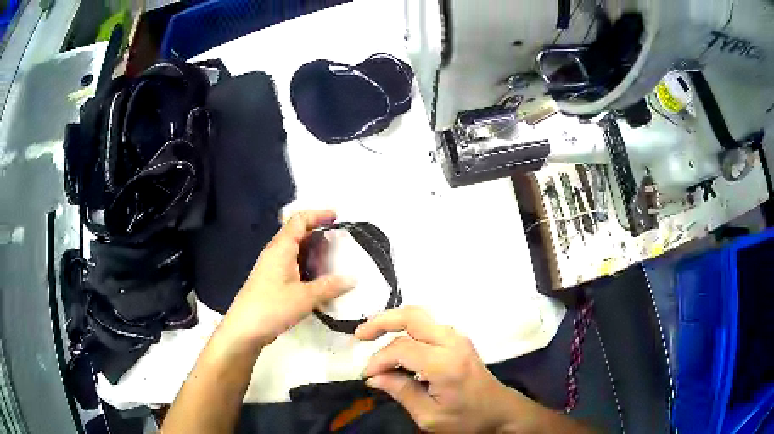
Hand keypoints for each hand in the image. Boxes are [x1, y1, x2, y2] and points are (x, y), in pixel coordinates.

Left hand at [221, 210, 355, 347]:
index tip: (337, 217)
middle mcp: (275, 254)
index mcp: (281, 248)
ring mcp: (271, 269)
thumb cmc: (272, 307)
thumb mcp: (305, 297)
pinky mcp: (270, 283)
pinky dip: (306, 269)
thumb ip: (329, 287)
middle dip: (318, 236)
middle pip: (297, 235)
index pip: (299, 220)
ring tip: (333, 264)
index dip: (318, 215)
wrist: (244, 330)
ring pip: (295, 253)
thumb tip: (352, 278)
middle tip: (339, 245)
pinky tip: (318, 284)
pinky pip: (292, 268)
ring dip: (313, 255)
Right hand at [356, 307, 528, 432]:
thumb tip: (373, 377)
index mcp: (445, 364)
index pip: (401, 349)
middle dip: (381, 321)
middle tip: (359, 335)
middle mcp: (452, 342)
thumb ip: (401, 392)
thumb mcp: (429, 416)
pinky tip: (395, 343)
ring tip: (371, 336)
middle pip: (412, 316)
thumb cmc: (467, 418)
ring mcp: (458, 337)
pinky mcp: (458, 340)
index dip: (378, 360)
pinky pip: (427, 325)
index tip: (366, 376)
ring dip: (393, 322)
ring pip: (419, 316)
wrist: (500, 410)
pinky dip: (406, 329)